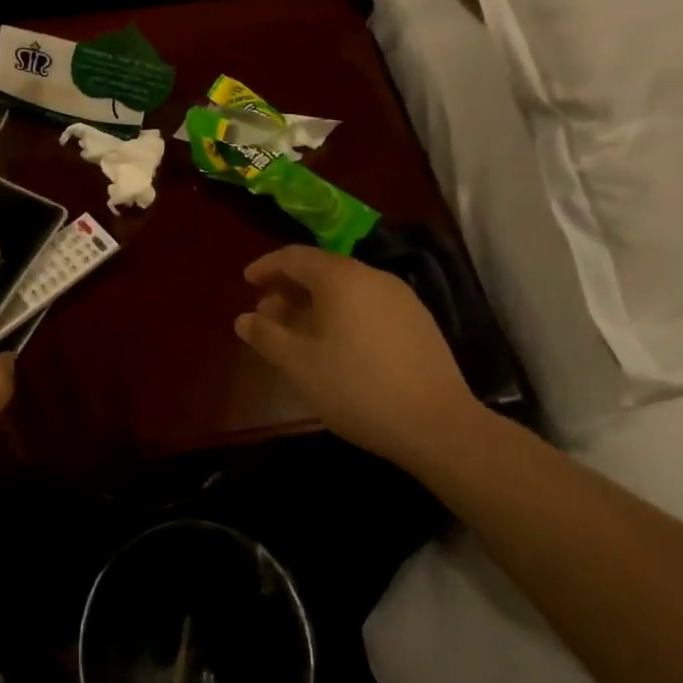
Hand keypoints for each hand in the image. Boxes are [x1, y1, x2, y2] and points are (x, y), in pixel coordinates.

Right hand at [235, 245, 483, 475]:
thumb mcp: (300, 365)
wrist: (438, 425)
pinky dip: (343, 313)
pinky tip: (338, 345)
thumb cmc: (358, 388)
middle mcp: (372, 276)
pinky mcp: (418, 321)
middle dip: (290, 288)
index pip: (294, 257)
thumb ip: (267, 336)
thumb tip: (244, 319)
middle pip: (322, 270)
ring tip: (299, 333)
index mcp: (340, 278)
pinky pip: (369, 304)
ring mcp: (400, 297)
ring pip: (347, 288)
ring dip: (316, 302)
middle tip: (268, 315)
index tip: (247, 281)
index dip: (267, 266)